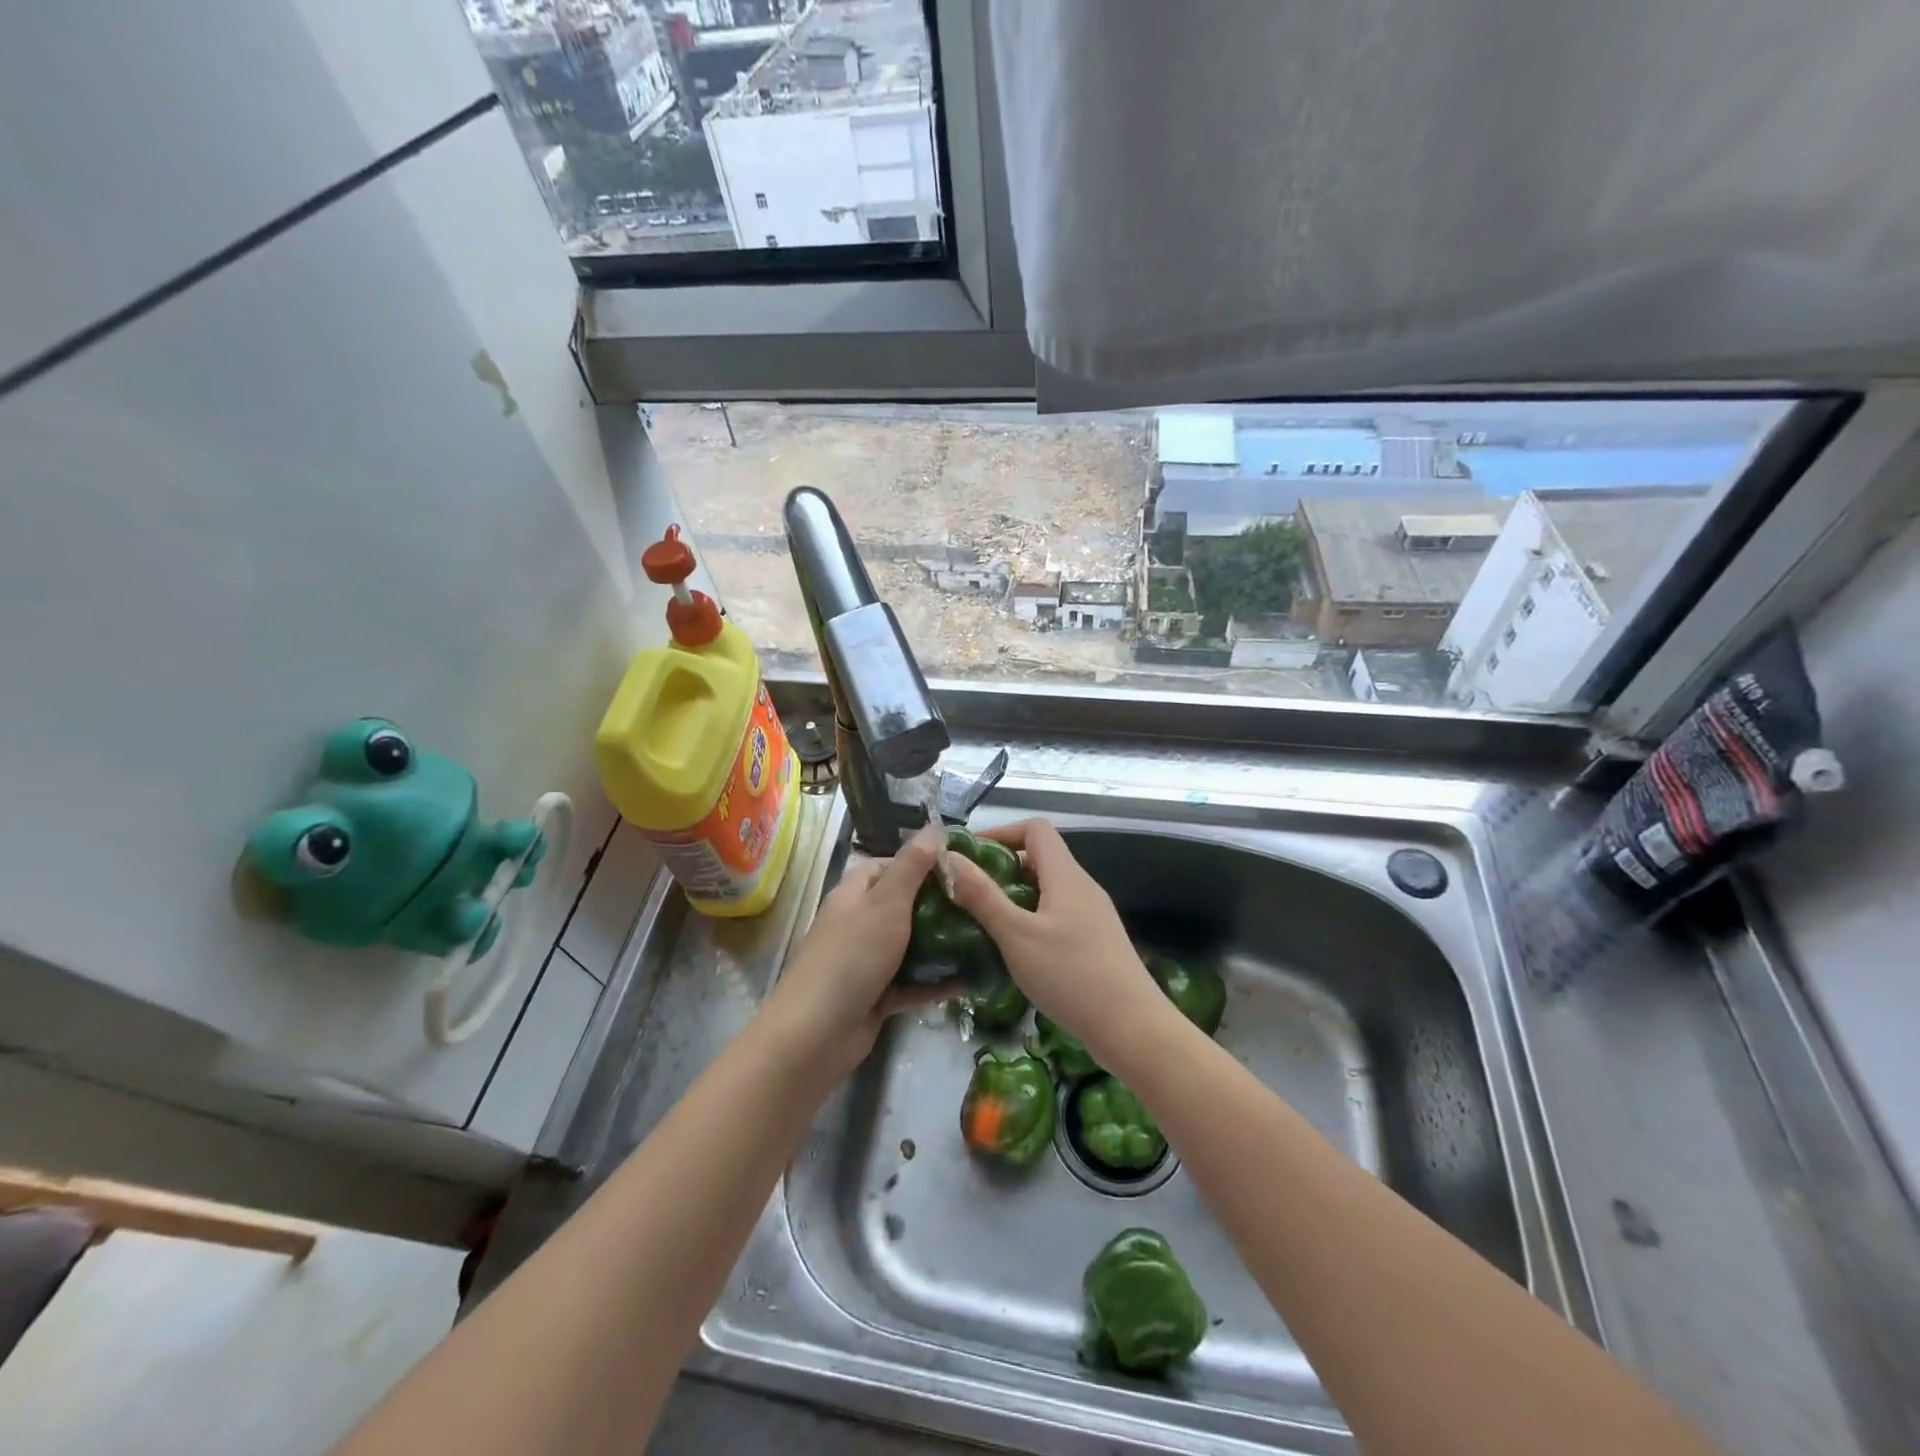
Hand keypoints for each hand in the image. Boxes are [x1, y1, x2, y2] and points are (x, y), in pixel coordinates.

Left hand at [763, 824, 959, 1077]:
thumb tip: (932, 828)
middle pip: (903, 906)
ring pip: (910, 946)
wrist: (818, 1032)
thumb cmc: (853, 955)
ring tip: (983, 939)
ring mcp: (867, 962)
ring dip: (941, 945)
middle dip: (938, 906)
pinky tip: (971, 981)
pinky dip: (937, 982)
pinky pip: (913, 983)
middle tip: (979, 905)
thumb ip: (911, 866)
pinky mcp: (877, 996)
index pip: (887, 866)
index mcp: (854, 894)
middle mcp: (859, 923)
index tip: (958, 868)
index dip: (919, 863)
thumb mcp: (887, 902)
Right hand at [947, 818, 1170, 1067]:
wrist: (1132, 1028)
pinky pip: (1058, 915)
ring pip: (1048, 890)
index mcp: (1066, 875)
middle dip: (1002, 869)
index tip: (970, 855)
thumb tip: (949, 858)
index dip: (1001, 832)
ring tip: (985, 923)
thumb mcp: (1016, 935)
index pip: (1035, 829)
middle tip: (969, 894)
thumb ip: (982, 896)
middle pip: (1040, 858)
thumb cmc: (1071, 975)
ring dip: (1016, 897)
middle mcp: (1082, 887)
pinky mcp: (1097, 941)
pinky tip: (1016, 951)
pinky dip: (1033, 920)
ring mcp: (1093, 915)